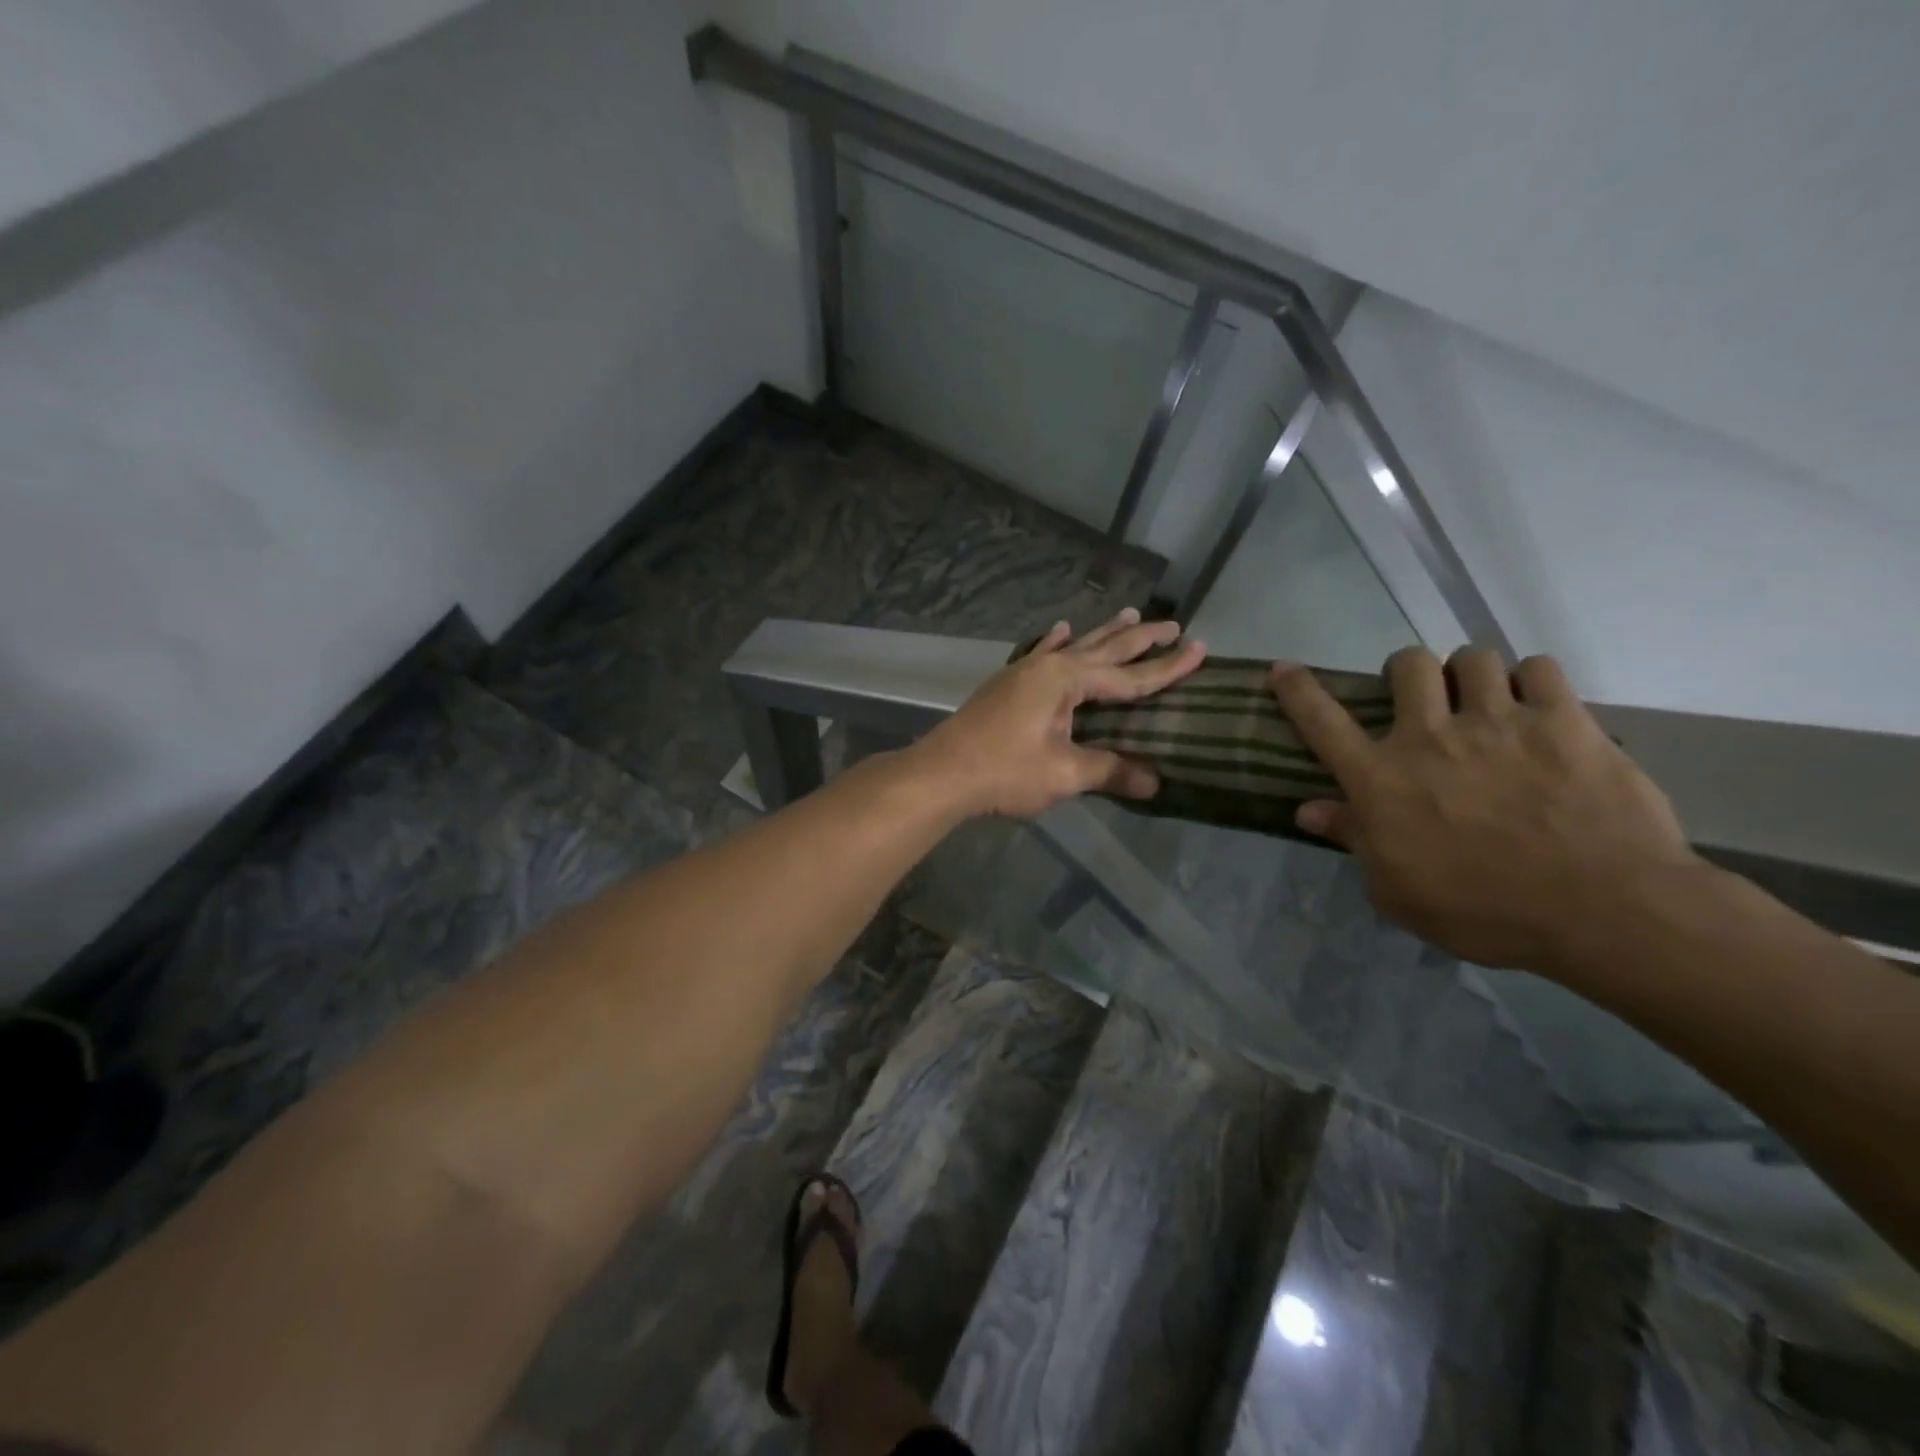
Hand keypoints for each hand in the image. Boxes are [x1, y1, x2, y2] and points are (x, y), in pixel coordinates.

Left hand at [913, 609, 1206, 817]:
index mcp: (1067, 680)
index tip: (1200, 648)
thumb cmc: (1005, 771)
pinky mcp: (1007, 684)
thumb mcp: (1064, 774)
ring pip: (1074, 646)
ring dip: (1103, 632)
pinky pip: (1041, 652)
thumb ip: (1110, 770)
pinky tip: (1060, 628)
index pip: (1129, 676)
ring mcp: (1024, 671)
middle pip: (1104, 648)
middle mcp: (1048, 665)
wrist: (942, 773)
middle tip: (1173, 624)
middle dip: (1140, 638)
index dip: (1167, 668)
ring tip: (1129, 613)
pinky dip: (1055, 641)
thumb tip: (1156, 783)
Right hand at [1269, 645, 1700, 973]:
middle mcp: (1430, 737)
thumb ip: (1353, 841)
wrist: (1603, 910)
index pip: (1321, 721)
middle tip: (1423, 698)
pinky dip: (1533, 682)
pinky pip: (1540, 669)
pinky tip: (1539, 708)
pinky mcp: (1565, 721)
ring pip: (1473, 658)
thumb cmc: (1484, 911)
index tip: (1283, 669)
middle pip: (1407, 664)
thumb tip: (1309, 810)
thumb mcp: (1397, 892)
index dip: (1296, 690)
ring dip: (1471, 675)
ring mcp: (1499, 722)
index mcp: (1381, 779)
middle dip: (1407, 672)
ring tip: (1486, 701)